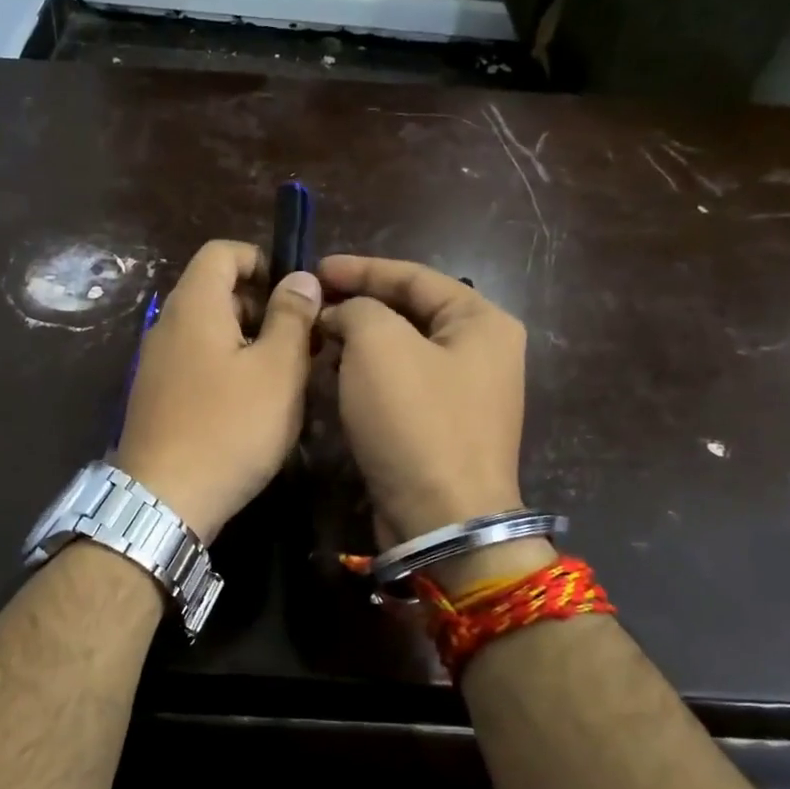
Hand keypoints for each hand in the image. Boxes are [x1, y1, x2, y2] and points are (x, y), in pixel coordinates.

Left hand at [117, 241, 321, 540]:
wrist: (164, 500)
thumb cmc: (229, 428)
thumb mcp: (277, 370)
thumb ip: (292, 317)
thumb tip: (300, 278)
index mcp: (194, 305)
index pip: (222, 252)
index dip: (262, 260)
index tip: (295, 295)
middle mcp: (167, 325)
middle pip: (215, 291)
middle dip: (262, 306)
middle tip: (300, 342)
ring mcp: (156, 363)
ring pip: (209, 332)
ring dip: (248, 342)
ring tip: (283, 377)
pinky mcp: (156, 397)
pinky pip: (196, 363)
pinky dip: (227, 368)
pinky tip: (251, 405)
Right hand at [317, 255, 531, 545]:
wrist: (440, 520)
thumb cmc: (415, 421)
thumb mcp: (379, 345)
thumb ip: (356, 310)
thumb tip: (341, 315)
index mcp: (481, 321)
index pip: (414, 277)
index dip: (361, 268)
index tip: (315, 269)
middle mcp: (480, 353)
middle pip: (407, 315)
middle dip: (355, 308)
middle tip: (308, 307)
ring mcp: (462, 396)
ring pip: (398, 354)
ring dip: (354, 345)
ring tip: (310, 341)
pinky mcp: (439, 430)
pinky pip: (396, 389)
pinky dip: (363, 380)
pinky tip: (328, 379)